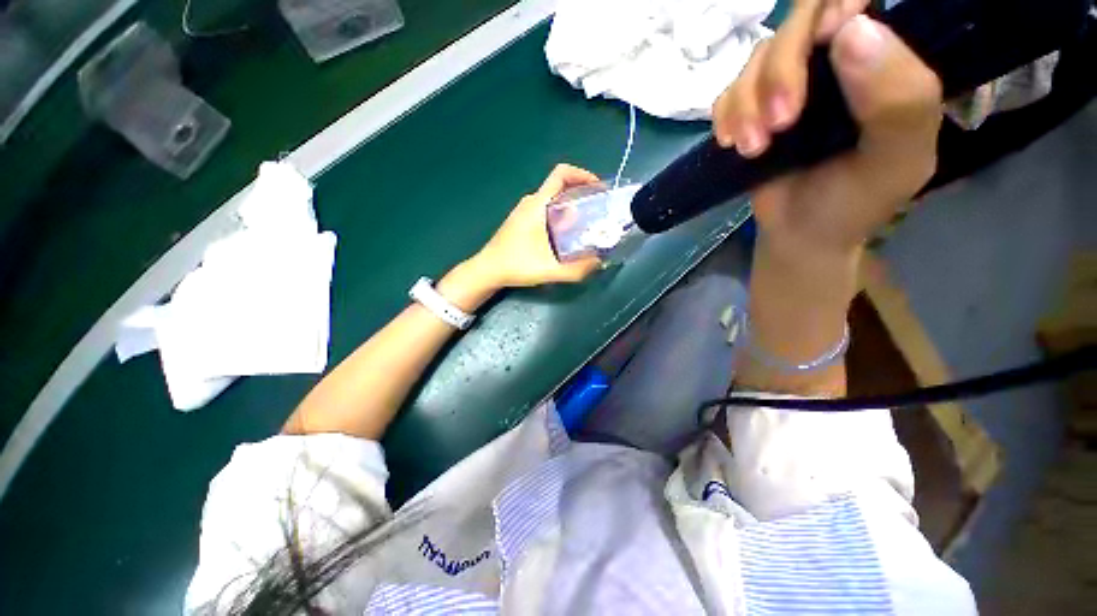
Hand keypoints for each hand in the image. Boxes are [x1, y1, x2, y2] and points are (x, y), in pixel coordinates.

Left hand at [473, 164, 602, 287]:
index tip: (598, 188)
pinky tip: (566, 235)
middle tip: (598, 210)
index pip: (561, 173)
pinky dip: (560, 215)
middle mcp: (531, 202)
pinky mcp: (522, 221)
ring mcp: (524, 211)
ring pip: (553, 200)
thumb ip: (576, 269)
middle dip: (582, 194)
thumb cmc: (516, 265)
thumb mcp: (549, 270)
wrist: (488, 270)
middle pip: (560, 187)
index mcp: (537, 204)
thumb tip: (598, 262)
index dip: (582, 175)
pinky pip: (546, 210)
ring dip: (571, 206)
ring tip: (587, 224)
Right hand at [713, 3, 941, 258]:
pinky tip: (733, 144)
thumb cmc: (854, 203)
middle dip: (781, 70)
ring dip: (747, 104)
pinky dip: (726, 115)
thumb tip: (852, 30)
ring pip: (757, 58)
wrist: (799, 234)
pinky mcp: (752, 109)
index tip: (825, 45)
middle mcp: (836, 60)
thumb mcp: (896, 160)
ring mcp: (790, 84)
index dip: (835, 8)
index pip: (857, 2)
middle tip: (779, 125)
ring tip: (753, 149)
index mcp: (884, 62)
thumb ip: (898, 99)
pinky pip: (728, 91)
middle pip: (800, 20)